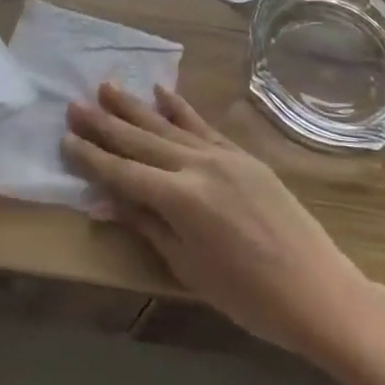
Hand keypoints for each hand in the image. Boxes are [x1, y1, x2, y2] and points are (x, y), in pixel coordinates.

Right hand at [64, 82, 372, 361]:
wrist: (319, 290)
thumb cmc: (249, 296)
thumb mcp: (188, 268)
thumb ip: (147, 226)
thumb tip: (105, 201)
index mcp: (180, 198)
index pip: (123, 172)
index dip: (92, 157)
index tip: (66, 138)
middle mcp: (197, 166)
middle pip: (141, 140)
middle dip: (105, 124)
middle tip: (74, 105)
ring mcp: (223, 155)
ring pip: (168, 125)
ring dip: (135, 107)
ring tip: (107, 87)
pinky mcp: (243, 155)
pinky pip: (202, 125)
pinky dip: (180, 107)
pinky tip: (161, 91)